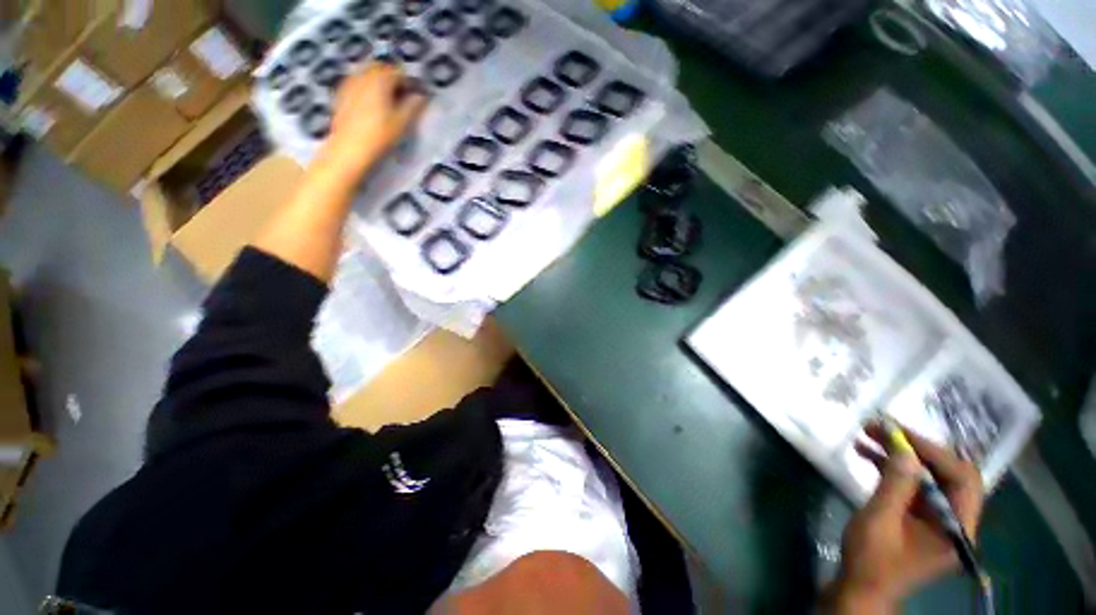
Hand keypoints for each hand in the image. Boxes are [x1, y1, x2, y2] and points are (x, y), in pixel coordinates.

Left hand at [319, 62, 427, 178]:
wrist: (349, 148)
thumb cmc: (380, 135)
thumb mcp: (402, 122)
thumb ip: (413, 106)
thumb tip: (421, 96)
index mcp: (380, 79)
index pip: (399, 72)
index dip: (411, 82)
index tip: (418, 94)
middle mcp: (363, 75)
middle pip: (381, 69)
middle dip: (393, 78)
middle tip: (404, 95)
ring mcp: (350, 83)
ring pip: (368, 75)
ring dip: (380, 83)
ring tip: (389, 100)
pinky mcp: (342, 94)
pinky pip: (358, 83)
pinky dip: (368, 88)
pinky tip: (373, 105)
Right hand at [825, 423, 984, 612]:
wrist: (860, 589)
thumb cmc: (871, 560)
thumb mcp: (879, 520)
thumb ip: (895, 485)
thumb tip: (904, 449)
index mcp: (957, 528)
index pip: (962, 479)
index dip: (934, 452)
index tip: (899, 433)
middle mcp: (955, 522)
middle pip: (947, 474)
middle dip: (915, 448)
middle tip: (881, 428)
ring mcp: (938, 521)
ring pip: (928, 477)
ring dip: (900, 455)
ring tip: (867, 435)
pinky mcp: (920, 519)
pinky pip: (914, 487)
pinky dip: (893, 469)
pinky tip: (867, 455)